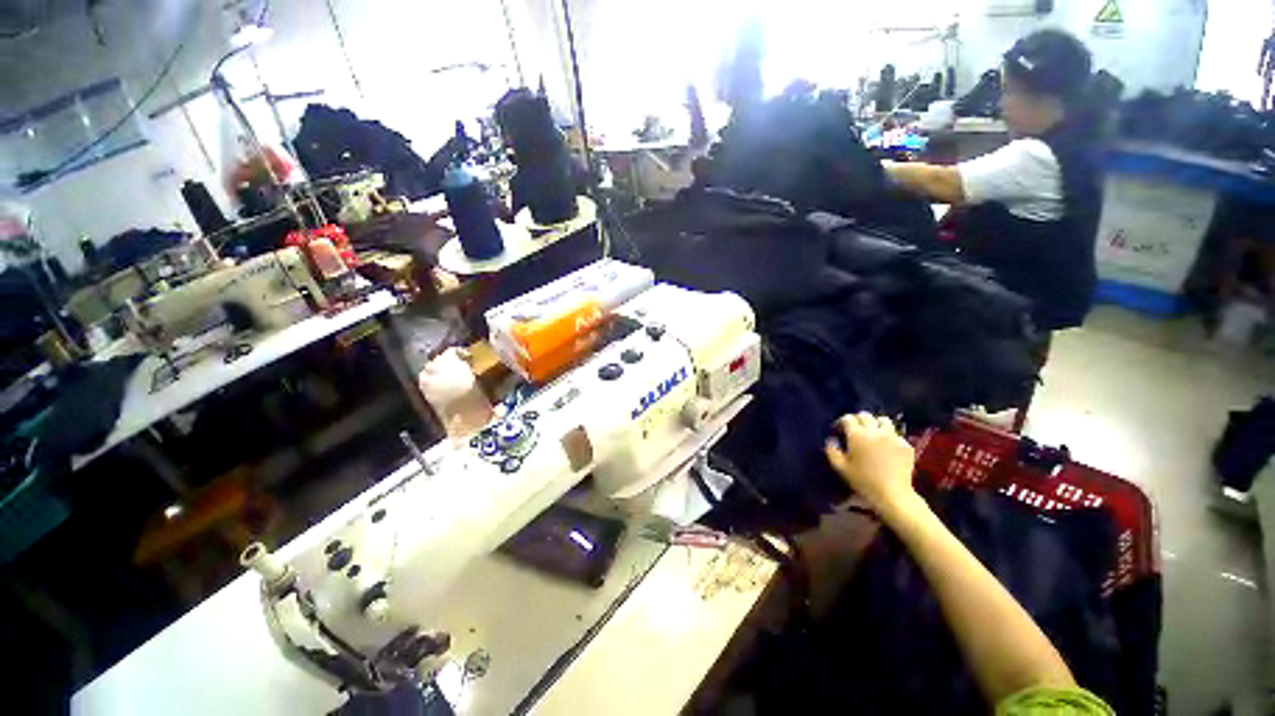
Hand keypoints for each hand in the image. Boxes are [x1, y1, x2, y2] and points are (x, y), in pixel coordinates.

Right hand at [825, 413, 919, 517]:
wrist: (893, 494)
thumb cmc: (863, 481)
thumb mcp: (840, 467)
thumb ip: (832, 450)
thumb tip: (831, 439)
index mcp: (857, 435)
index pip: (847, 418)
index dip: (841, 422)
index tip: (838, 431)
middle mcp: (875, 431)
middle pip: (865, 415)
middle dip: (857, 420)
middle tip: (854, 431)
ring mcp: (893, 436)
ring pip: (883, 420)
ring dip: (875, 424)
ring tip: (872, 434)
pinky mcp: (905, 445)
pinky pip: (895, 433)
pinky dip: (888, 436)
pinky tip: (885, 446)